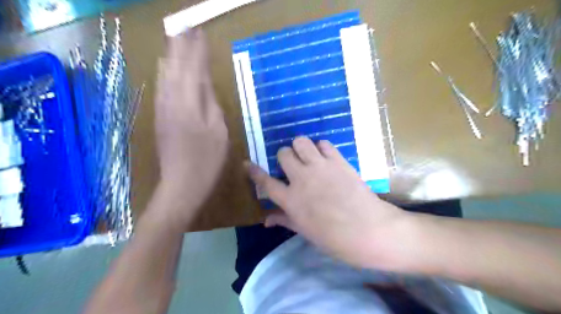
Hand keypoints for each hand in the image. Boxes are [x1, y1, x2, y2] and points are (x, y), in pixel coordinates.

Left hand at [152, 28, 226, 225]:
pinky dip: (164, 74)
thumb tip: (206, 87)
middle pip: (176, 68)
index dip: (198, 52)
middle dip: (181, 48)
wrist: (181, 184)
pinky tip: (164, 68)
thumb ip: (212, 106)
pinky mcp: (159, 119)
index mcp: (190, 106)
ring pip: (165, 77)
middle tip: (185, 30)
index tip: (200, 34)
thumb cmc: (207, 161)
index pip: (194, 71)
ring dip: (171, 57)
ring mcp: (163, 110)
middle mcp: (172, 102)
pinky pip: (160, 89)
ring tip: (174, 40)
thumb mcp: (219, 133)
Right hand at [247, 136, 406, 268]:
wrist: (370, 230)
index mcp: (291, 200)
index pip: (265, 182)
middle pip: (283, 154)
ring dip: (300, 147)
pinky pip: (323, 143)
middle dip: (284, 158)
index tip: (247, 163)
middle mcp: (301, 179)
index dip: (254, 171)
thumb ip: (285, 220)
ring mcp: (320, 167)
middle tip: (293, 166)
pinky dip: (321, 147)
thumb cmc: (336, 239)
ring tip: (307, 156)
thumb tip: (265, 219)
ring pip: (300, 142)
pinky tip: (325, 157)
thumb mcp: (306, 232)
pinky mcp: (338, 161)